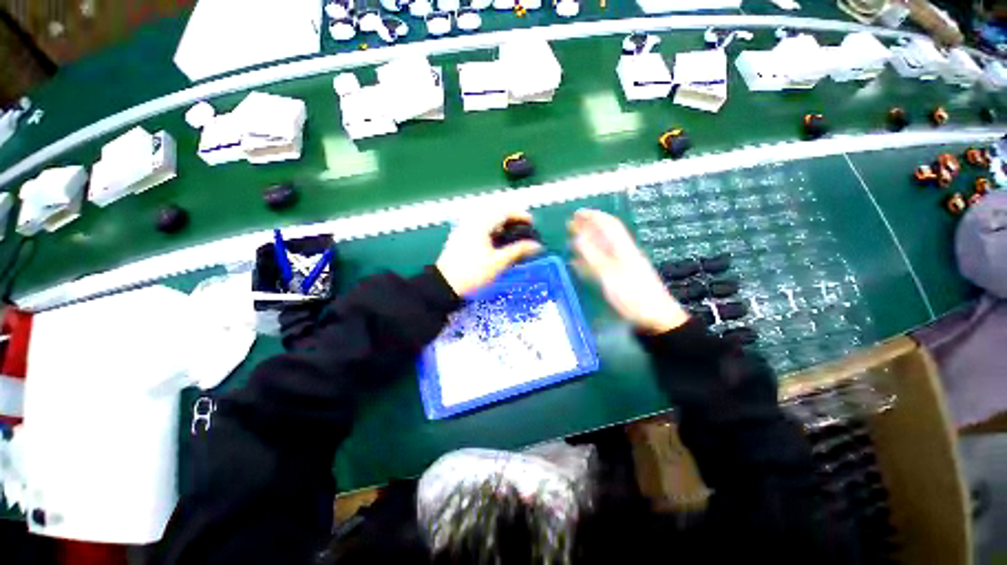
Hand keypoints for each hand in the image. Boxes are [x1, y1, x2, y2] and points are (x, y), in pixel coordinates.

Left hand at [436, 210, 542, 296]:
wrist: (444, 284)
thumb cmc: (473, 272)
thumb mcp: (499, 262)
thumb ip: (518, 251)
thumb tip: (537, 246)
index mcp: (481, 224)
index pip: (504, 212)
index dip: (520, 215)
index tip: (531, 222)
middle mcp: (471, 222)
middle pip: (495, 214)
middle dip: (511, 220)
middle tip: (523, 228)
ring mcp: (463, 229)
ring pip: (487, 222)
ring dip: (501, 226)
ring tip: (512, 236)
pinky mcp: (459, 238)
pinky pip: (479, 228)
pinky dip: (491, 232)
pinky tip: (496, 243)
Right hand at [569, 209, 688, 333]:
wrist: (655, 317)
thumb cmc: (633, 295)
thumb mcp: (610, 275)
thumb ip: (593, 256)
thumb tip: (578, 237)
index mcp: (624, 248)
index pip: (609, 225)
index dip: (594, 216)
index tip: (577, 213)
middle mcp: (623, 253)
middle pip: (605, 235)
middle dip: (588, 228)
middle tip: (571, 225)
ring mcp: (621, 265)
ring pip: (602, 249)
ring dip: (587, 242)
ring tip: (571, 241)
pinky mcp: (619, 277)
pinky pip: (601, 263)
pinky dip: (589, 260)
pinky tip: (579, 263)